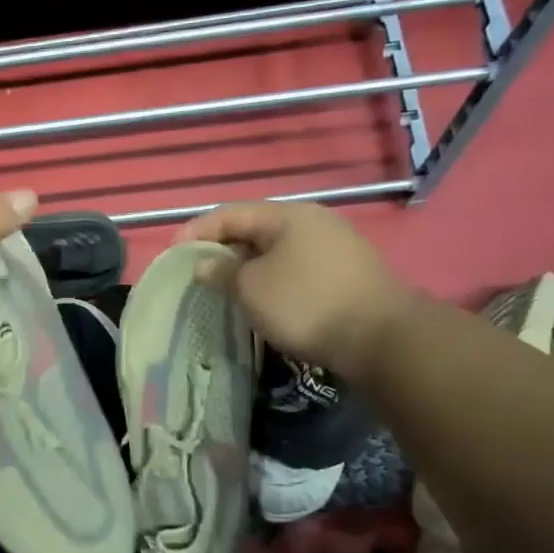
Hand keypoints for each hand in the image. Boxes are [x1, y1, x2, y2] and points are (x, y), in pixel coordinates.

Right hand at [177, 201, 415, 378]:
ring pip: (277, 250)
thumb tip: (205, 263)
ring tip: (225, 288)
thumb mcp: (251, 288)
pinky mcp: (347, 274)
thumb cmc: (305, 304)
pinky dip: (271, 279)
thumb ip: (222, 272)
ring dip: (247, 266)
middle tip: (197, 272)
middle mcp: (313, 222)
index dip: (197, 231)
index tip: (172, 253)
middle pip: (255, 229)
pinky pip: (295, 268)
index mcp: (287, 215)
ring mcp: (335, 247)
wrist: (381, 338)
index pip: (229, 213)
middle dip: (222, 249)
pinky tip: (262, 299)